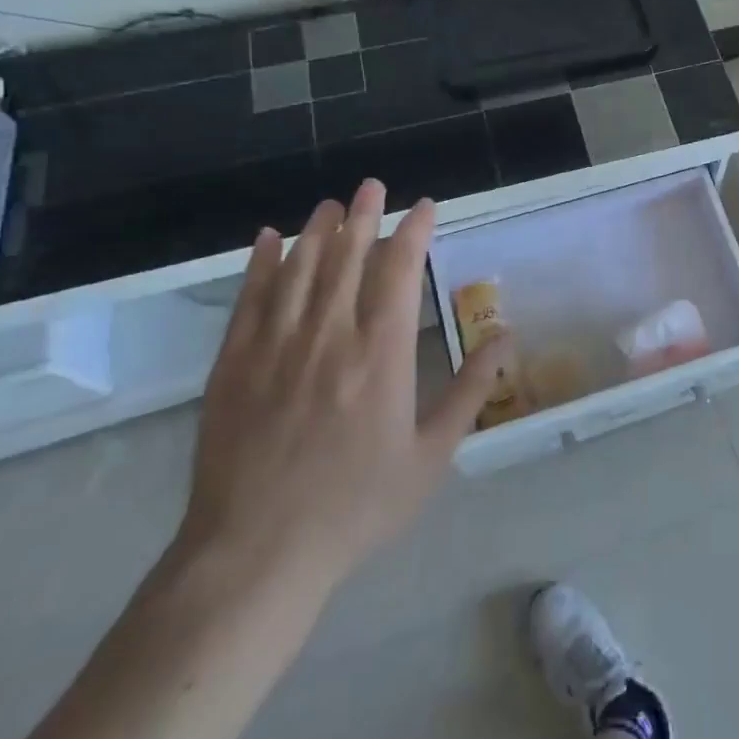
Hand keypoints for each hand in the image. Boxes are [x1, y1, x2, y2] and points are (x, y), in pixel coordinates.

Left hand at [176, 180, 508, 591]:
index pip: (398, 274)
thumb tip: (505, 338)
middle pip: (347, 259)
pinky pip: (249, 301)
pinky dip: (259, 266)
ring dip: (316, 232)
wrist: (256, 553)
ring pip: (299, 271)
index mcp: (380, 355)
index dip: (412, 234)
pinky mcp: (233, 366)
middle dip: (363, 218)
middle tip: (372, 186)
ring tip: (331, 204)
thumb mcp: (431, 454)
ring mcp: (275, 348)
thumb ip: (469, 390)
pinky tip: (267, 241)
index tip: (423, 208)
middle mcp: (328, 337)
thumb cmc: (357, 504)